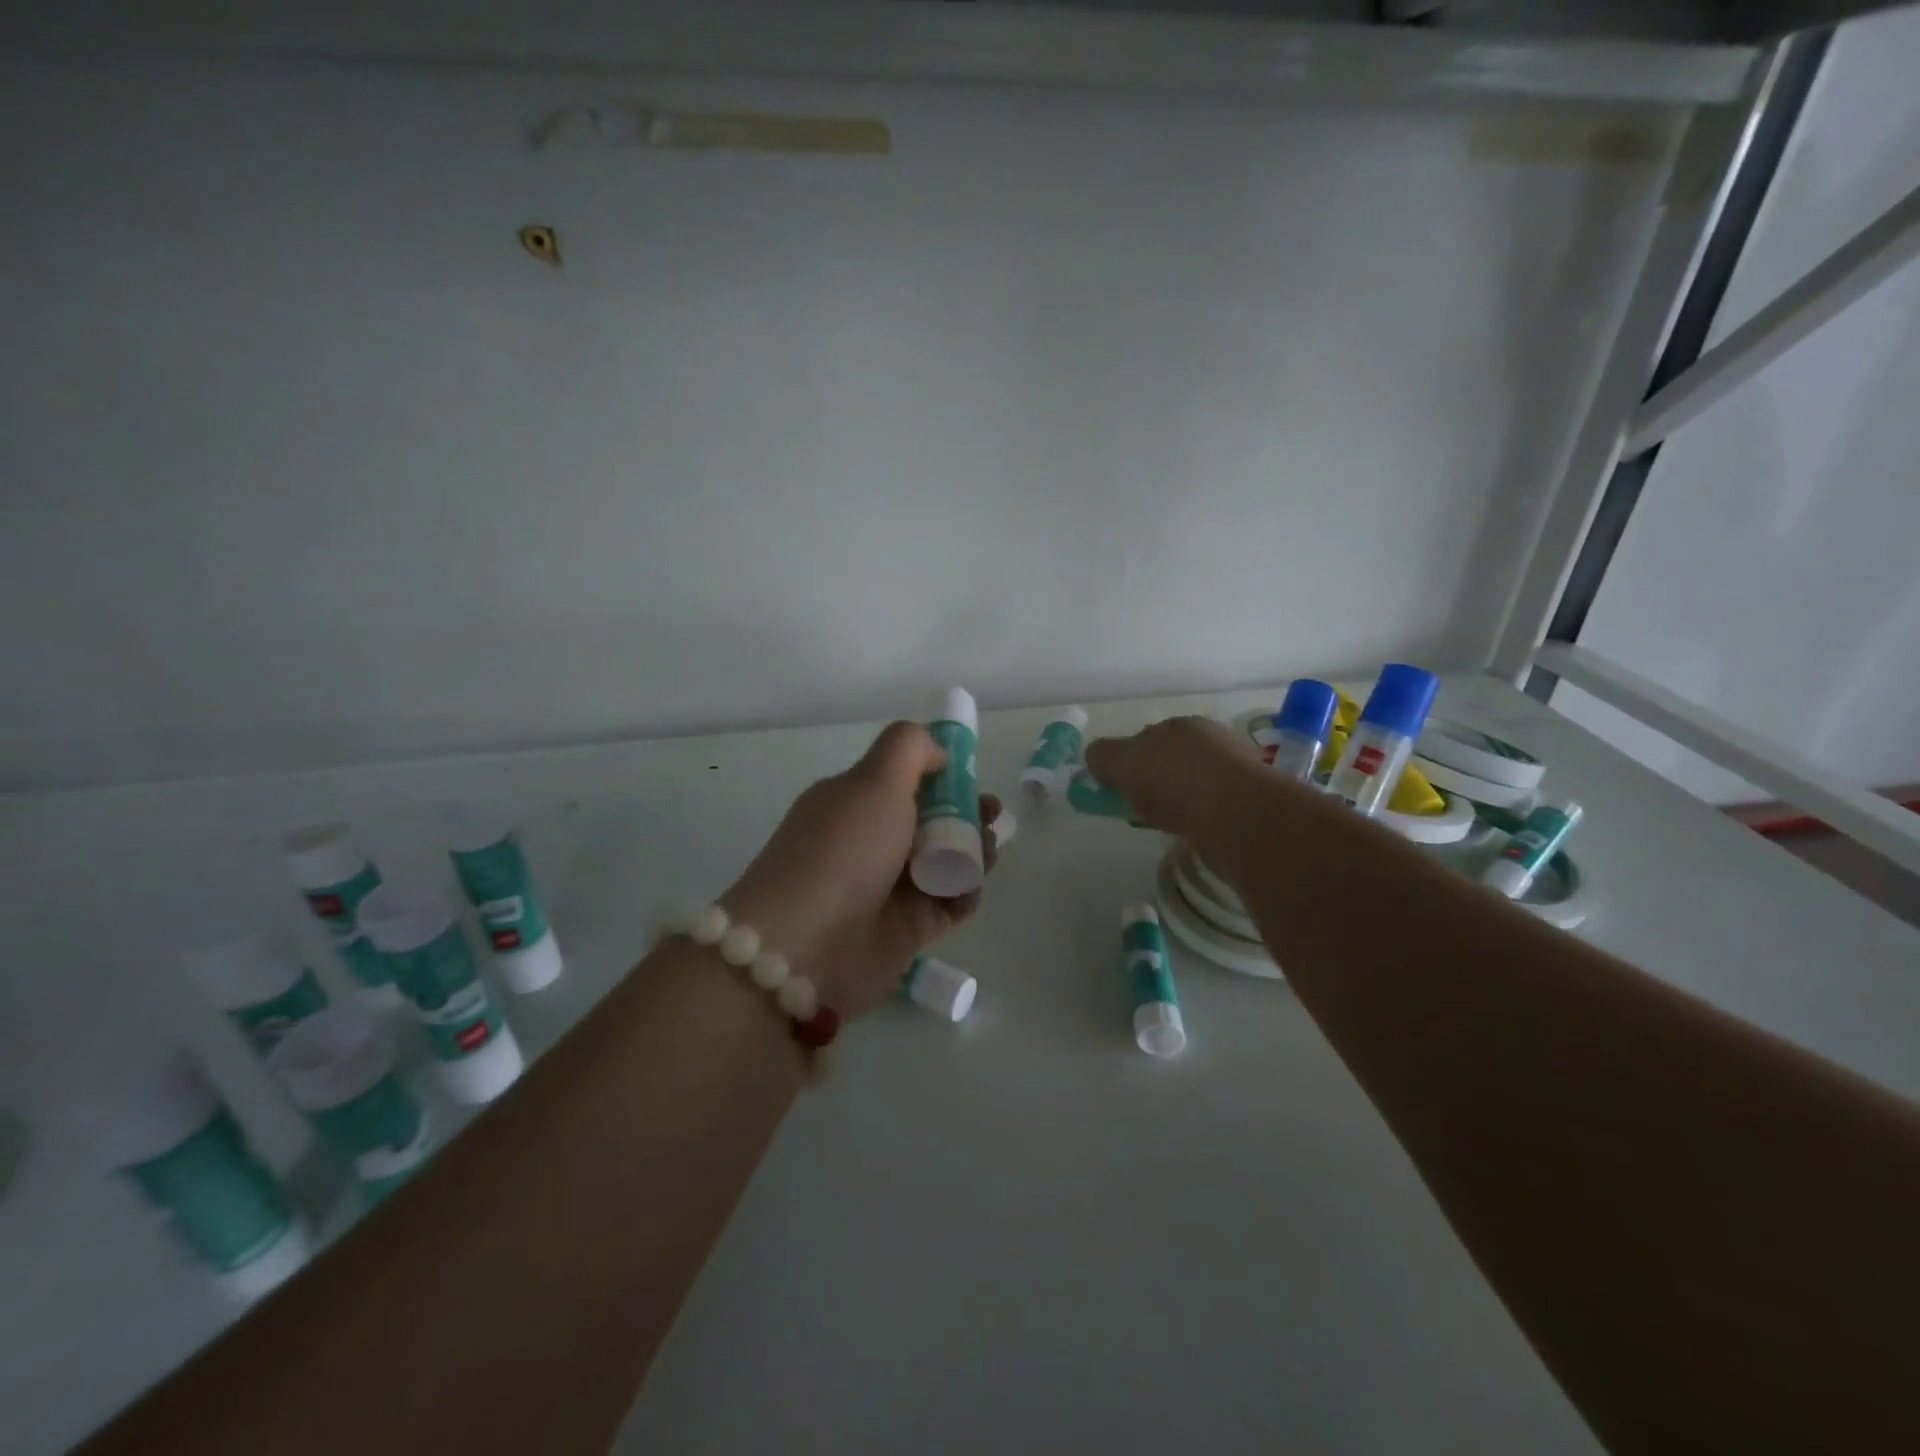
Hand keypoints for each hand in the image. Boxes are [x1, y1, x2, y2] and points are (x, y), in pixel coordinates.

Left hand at [721, 722, 998, 1018]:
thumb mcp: (874, 780)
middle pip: (931, 820)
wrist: (806, 946)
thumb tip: (938, 752)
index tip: (971, 778)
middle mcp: (869, 842)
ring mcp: (886, 888)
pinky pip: (947, 904)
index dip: (942, 776)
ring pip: (945, 862)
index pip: (905, 781)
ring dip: (973, 852)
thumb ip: (909, 749)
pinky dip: (965, 894)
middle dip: (967, 813)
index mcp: (853, 802)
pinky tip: (971, 888)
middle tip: (991, 817)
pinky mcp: (905, 930)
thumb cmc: (843, 851)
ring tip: (988, 853)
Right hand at [1084, 716, 1261, 840]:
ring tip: (1167, 822)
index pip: (1144, 737)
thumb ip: (1104, 756)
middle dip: (1155, 776)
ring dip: (1179, 797)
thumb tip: (1095, 757)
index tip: (1117, 788)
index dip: (1127, 761)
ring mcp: (1233, 768)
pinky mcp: (1248, 800)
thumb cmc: (1174, 781)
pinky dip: (1198, 815)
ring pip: (1193, 781)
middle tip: (1141, 806)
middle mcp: (1209, 739)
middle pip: (1170, 756)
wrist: (1237, 815)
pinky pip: (1211, 805)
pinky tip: (1192, 829)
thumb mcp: (1123, 763)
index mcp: (1179, 724)